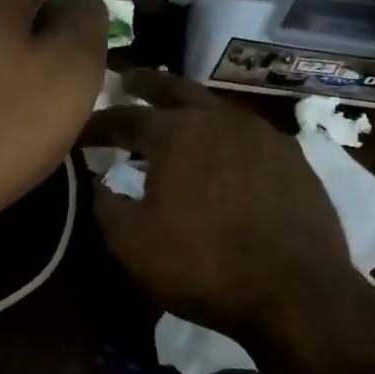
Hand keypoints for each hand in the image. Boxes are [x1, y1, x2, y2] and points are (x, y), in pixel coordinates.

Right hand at [82, 70, 361, 339]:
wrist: (296, 294)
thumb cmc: (202, 264)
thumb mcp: (131, 243)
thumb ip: (106, 207)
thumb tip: (99, 185)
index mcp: (177, 133)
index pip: (124, 117)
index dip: (97, 124)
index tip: (78, 131)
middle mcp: (222, 121)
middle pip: (177, 89)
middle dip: (148, 84)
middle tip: (129, 79)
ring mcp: (265, 138)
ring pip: (218, 110)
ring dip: (190, 109)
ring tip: (176, 119)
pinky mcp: (295, 163)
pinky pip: (249, 137)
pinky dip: (225, 137)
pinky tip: (224, 154)